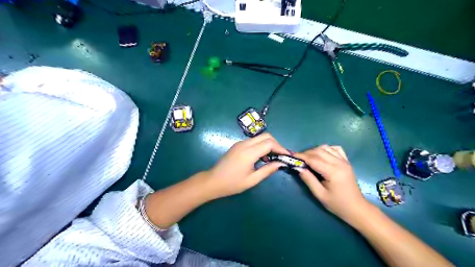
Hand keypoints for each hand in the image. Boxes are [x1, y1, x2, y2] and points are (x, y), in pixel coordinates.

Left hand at [203, 134, 287, 198]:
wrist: (213, 181)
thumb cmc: (232, 183)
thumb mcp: (252, 180)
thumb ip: (267, 170)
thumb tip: (280, 163)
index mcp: (248, 153)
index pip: (269, 143)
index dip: (280, 148)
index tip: (287, 156)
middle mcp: (244, 144)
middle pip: (266, 136)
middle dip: (276, 144)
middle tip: (281, 156)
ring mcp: (240, 143)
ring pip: (260, 137)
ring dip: (269, 144)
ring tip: (273, 157)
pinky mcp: (238, 145)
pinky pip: (253, 141)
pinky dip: (261, 145)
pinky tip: (262, 157)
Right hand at [296, 146, 372, 222]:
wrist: (356, 208)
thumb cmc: (337, 204)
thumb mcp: (319, 194)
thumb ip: (308, 179)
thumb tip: (298, 168)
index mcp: (333, 172)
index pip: (314, 159)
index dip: (301, 156)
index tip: (291, 156)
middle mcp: (339, 163)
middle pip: (319, 151)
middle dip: (306, 153)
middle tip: (298, 159)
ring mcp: (344, 161)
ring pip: (326, 148)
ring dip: (315, 150)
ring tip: (308, 158)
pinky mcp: (346, 161)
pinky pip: (335, 149)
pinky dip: (326, 149)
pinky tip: (322, 155)